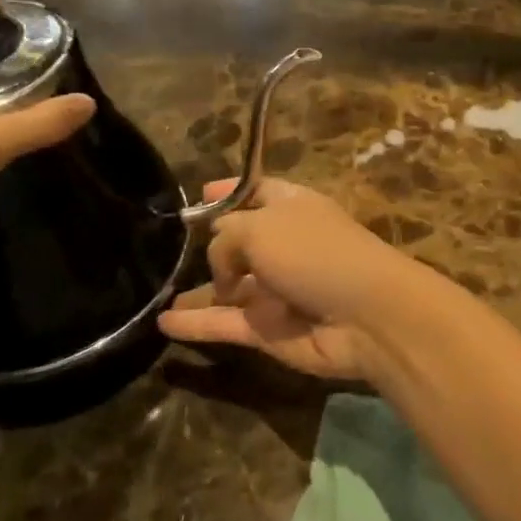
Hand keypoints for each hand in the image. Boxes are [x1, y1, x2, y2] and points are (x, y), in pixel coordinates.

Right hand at [158, 178, 440, 380]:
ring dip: (198, 290)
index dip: (230, 191)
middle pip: (242, 240)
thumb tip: (219, 262)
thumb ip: (226, 240)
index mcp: (292, 207)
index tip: (199, 194)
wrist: (366, 315)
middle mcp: (285, 244)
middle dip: (211, 244)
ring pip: (229, 286)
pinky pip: (225, 323)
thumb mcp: (262, 228)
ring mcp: (277, 289)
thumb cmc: (316, 253)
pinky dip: (196, 323)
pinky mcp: (270, 329)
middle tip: (168, 249)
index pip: (258, 191)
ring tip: (155, 291)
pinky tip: (162, 322)